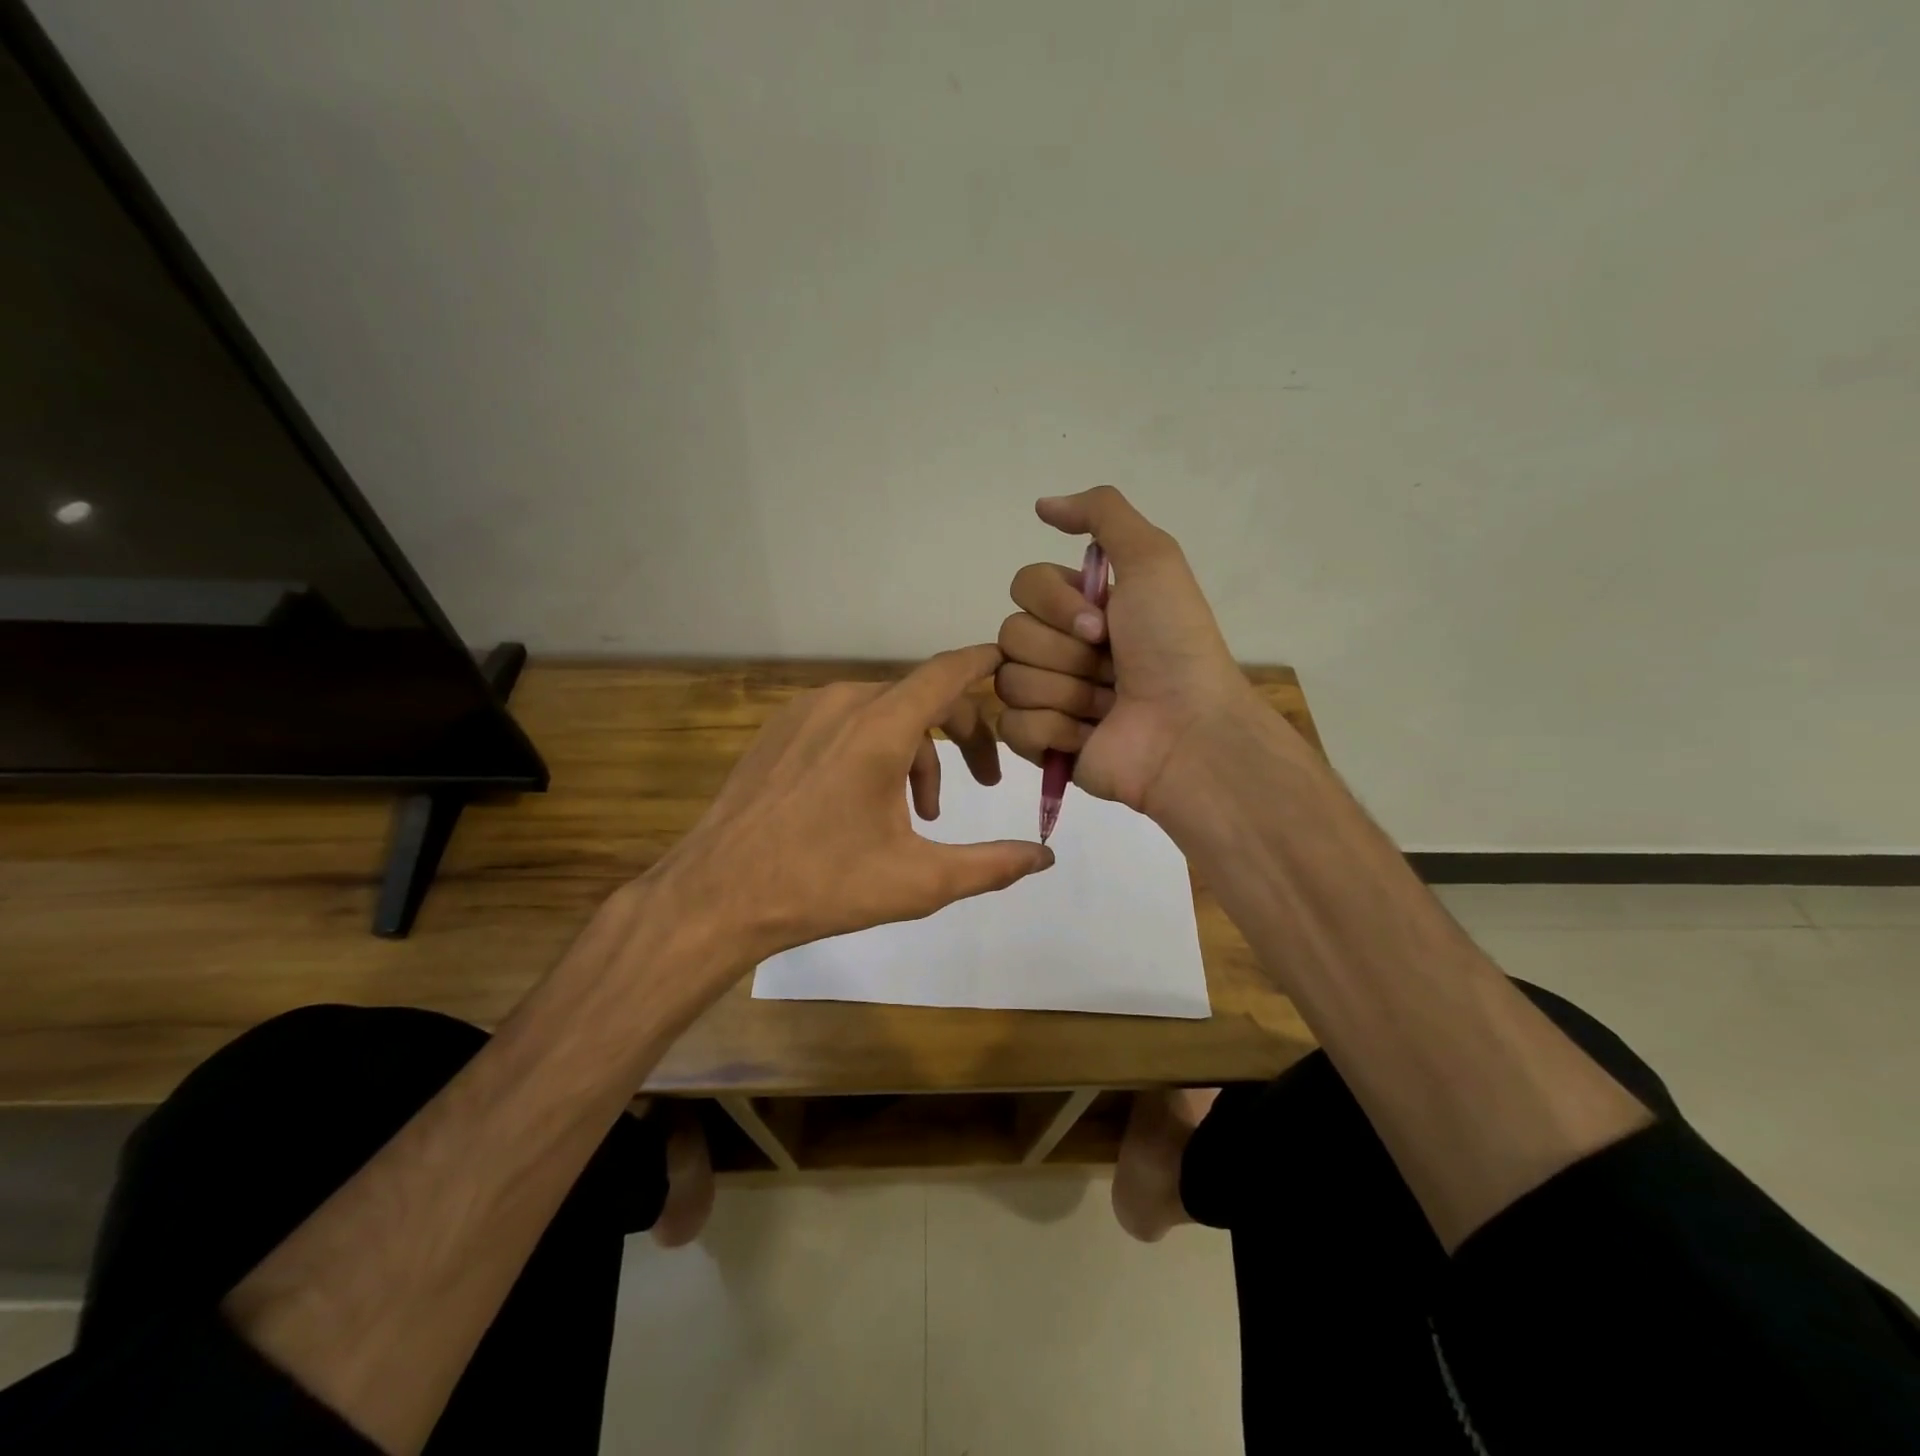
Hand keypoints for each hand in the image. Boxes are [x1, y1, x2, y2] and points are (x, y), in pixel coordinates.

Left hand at [651, 644, 1053, 968]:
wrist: (717, 895)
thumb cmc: (822, 885)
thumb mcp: (919, 881)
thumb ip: (991, 865)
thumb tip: (1045, 856)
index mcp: (879, 728)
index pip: (948, 673)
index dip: (986, 664)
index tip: (1013, 664)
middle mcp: (842, 703)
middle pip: (921, 696)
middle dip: (962, 733)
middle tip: (985, 782)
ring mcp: (804, 713)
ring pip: (883, 713)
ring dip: (916, 753)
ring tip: (921, 813)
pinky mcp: (780, 730)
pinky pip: (845, 722)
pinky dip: (875, 749)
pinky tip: (869, 803)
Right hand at [995, 487, 1262, 817]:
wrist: (1188, 730)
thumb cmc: (1173, 645)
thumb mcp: (1153, 559)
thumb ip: (1102, 514)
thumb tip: (1042, 504)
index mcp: (1081, 608)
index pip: (1024, 586)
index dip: (1056, 604)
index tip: (1103, 624)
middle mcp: (1062, 649)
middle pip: (1011, 634)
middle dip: (1064, 653)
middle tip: (1110, 669)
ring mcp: (1050, 698)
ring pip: (1009, 681)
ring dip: (1065, 692)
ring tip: (1107, 706)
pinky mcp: (1043, 744)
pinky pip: (1012, 726)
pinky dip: (1054, 730)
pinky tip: (1089, 736)